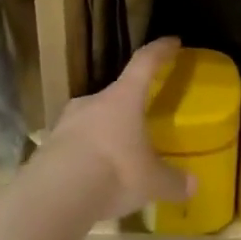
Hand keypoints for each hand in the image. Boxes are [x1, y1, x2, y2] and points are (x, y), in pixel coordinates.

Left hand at [43, 37, 193, 222]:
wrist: (53, 197)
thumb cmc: (114, 173)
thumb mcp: (151, 181)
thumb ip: (173, 181)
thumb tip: (193, 185)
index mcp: (123, 98)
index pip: (144, 62)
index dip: (160, 51)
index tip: (173, 42)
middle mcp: (93, 102)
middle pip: (115, 94)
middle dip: (129, 105)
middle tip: (142, 119)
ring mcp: (65, 123)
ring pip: (92, 119)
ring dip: (105, 132)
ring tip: (117, 153)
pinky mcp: (47, 148)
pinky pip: (74, 145)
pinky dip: (86, 155)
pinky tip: (93, 176)